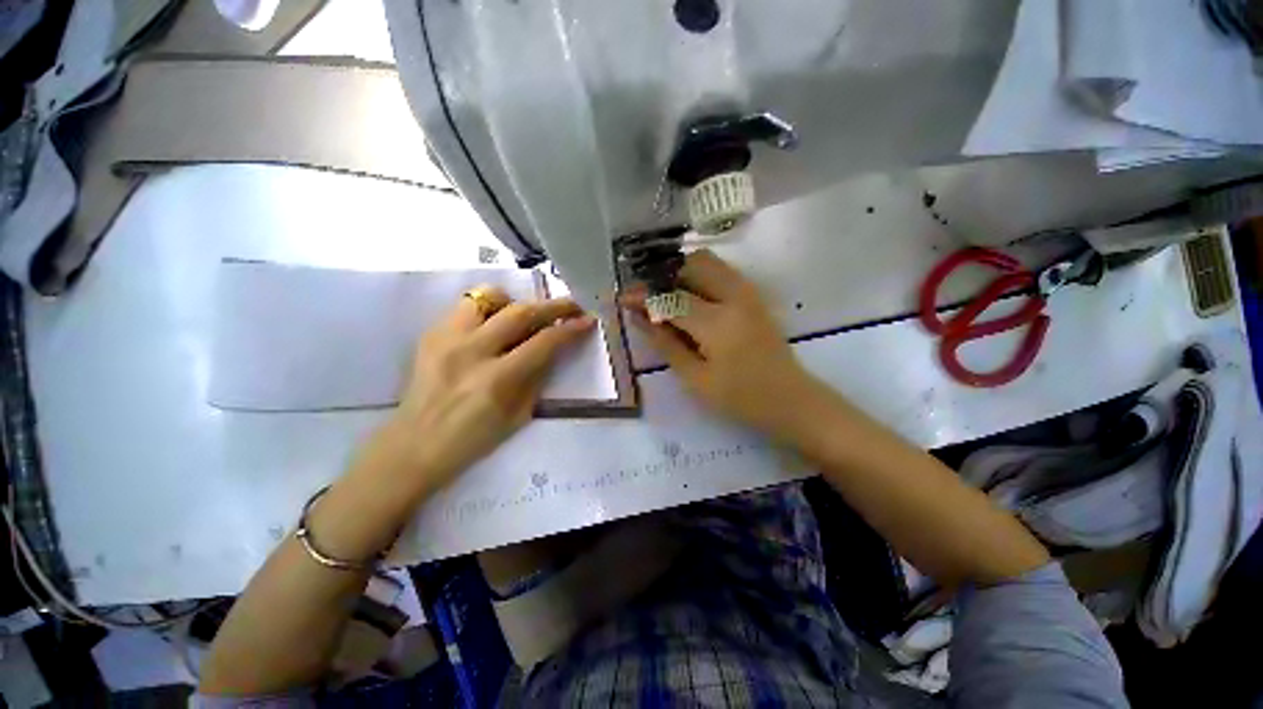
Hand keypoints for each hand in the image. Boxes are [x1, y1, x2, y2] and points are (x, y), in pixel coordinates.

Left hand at [377, 288, 594, 491]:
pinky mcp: (430, 334)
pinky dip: (488, 308)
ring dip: (515, 301)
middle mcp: (471, 352)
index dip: (570, 328)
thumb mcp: (518, 415)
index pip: (544, 342)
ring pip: (488, 297)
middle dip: (553, 305)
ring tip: (525, 314)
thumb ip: (537, 377)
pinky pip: (465, 306)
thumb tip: (553, 348)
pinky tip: (494, 325)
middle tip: (572, 305)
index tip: (587, 320)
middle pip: (520, 312)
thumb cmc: (473, 440)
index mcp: (496, 381)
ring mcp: (446, 339)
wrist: (414, 445)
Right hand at [624, 250, 819, 435]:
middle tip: (647, 297)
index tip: (622, 298)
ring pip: (708, 262)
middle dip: (664, 275)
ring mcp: (748, 292)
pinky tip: (689, 298)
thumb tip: (638, 316)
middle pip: (691, 264)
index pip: (670, 297)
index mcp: (716, 322)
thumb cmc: (741, 398)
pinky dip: (699, 277)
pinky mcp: (754, 296)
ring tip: (666, 296)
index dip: (643, 296)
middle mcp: (734, 296)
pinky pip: (721, 272)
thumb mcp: (695, 378)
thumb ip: (665, 343)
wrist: (791, 400)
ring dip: (682, 273)